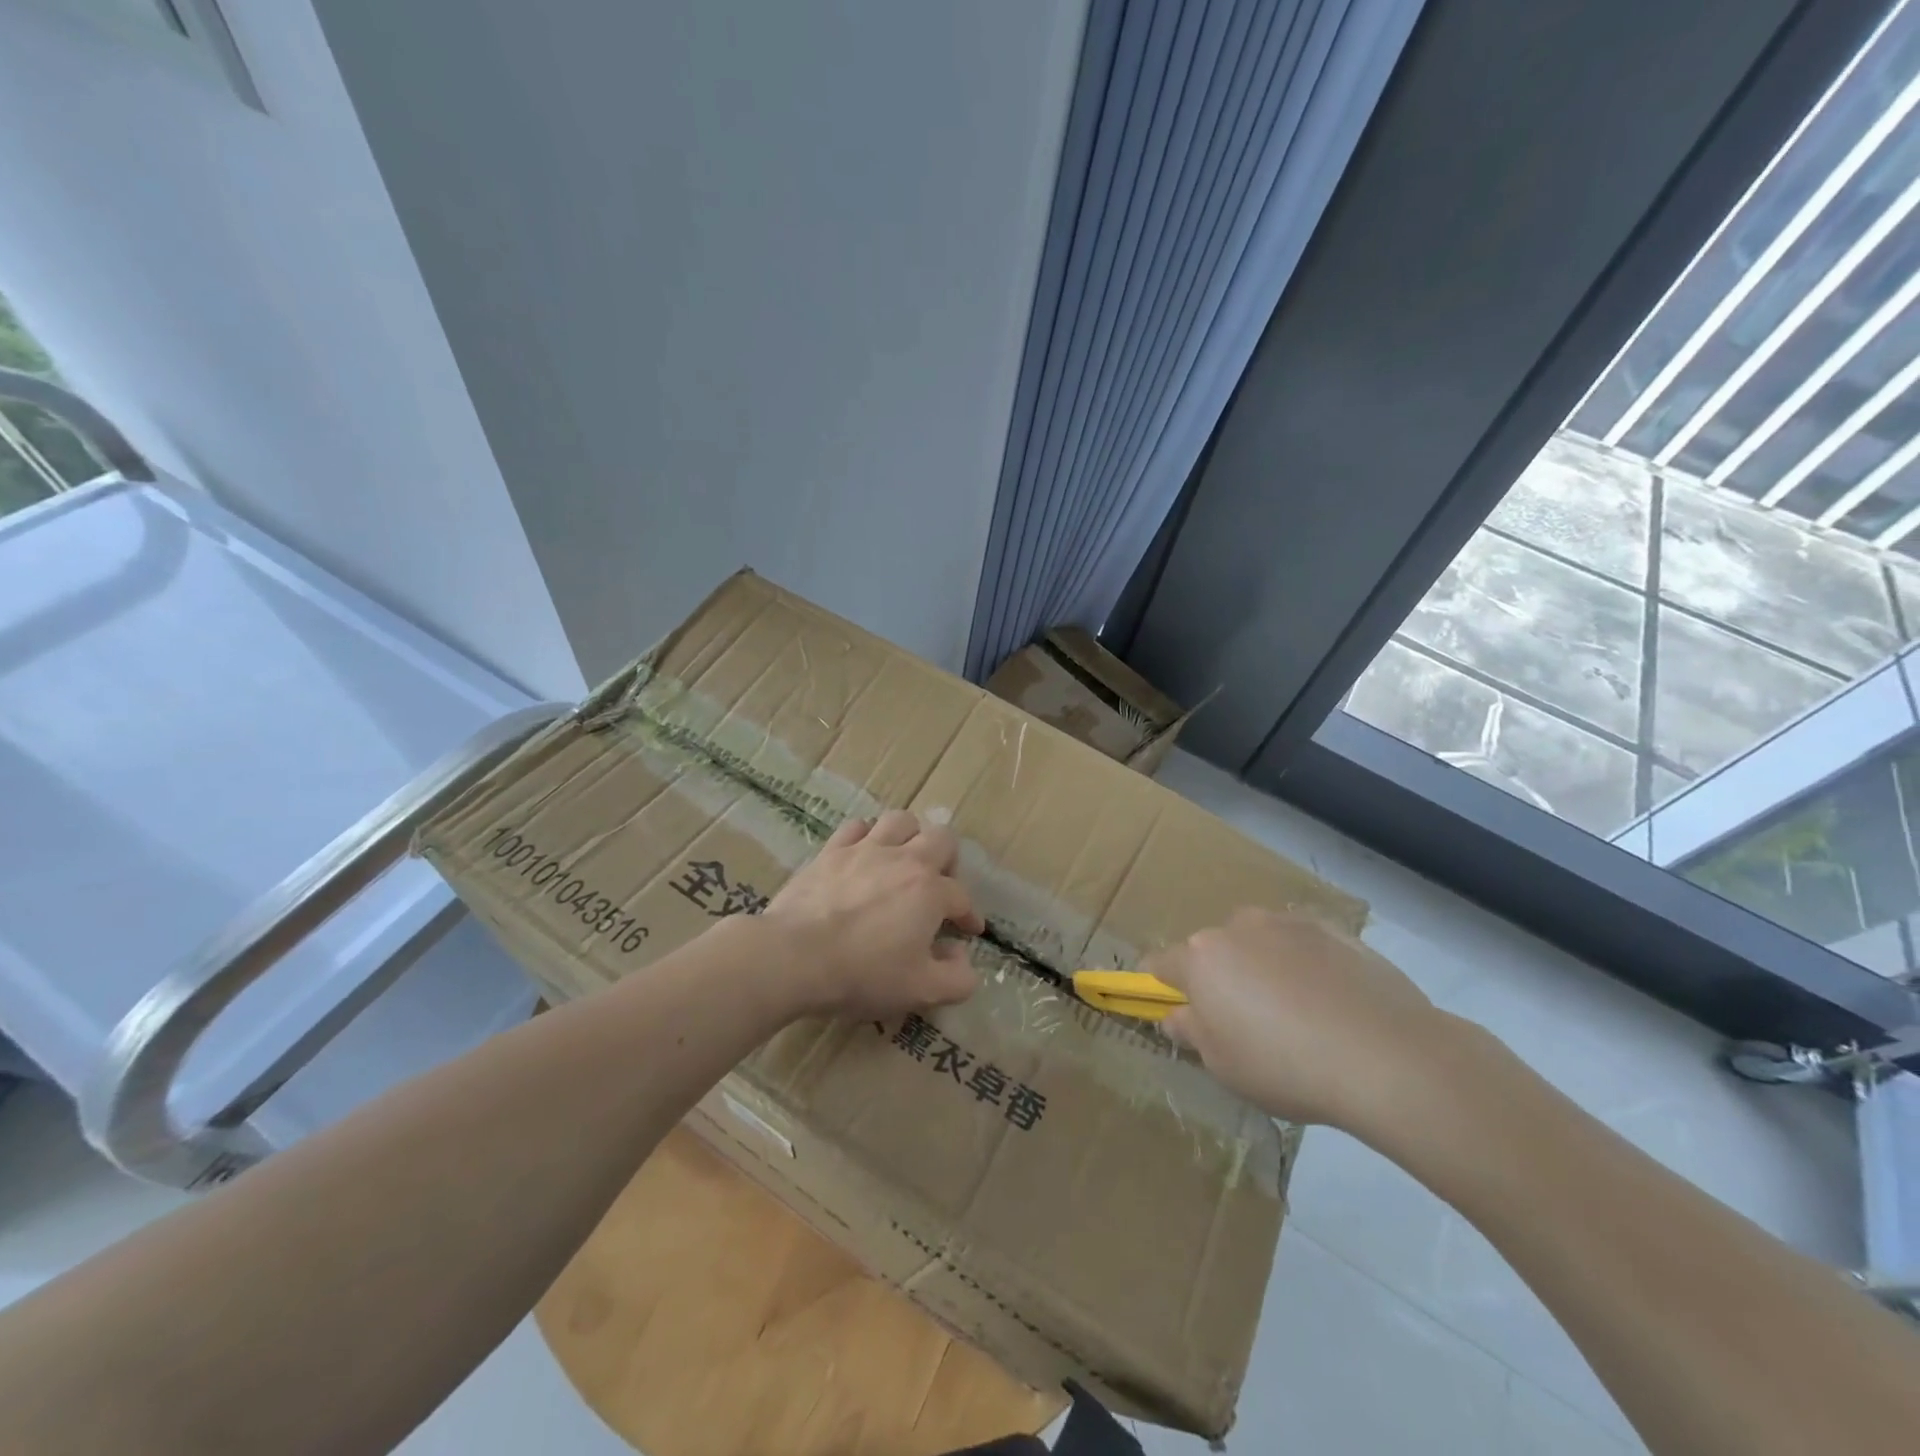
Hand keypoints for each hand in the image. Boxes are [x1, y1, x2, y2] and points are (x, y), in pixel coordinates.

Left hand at [763, 810, 983, 1019]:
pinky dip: (866, 836)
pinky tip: (863, 854)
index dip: (969, 915)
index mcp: (930, 891)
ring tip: (904, 860)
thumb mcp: (921, 991)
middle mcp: (904, 859)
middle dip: (949, 860)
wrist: (794, 957)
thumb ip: (957, 978)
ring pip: (900, 820)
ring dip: (910, 836)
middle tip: (940, 885)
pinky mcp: (831, 851)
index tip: (969, 930)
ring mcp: (865, 849)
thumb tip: (962, 956)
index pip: (962, 897)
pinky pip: (857, 827)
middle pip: (941, 838)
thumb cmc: (863, 974)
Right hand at [1148, 907, 1452, 1136]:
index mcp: (1201, 959)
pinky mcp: (1332, 928)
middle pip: (1213, 949)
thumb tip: (1177, 1015)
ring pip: (1257, 941)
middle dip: (1220, 977)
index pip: (1160, 963)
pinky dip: (1303, 963)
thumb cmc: (1286, 1067)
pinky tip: (1329, 1002)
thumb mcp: (1223, 1066)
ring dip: (1261, 965)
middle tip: (1245, 1021)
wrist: (1386, 1056)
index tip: (1178, 1010)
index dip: (1163, 986)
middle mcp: (1237, 928)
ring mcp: (1286, 923)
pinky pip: (1300, 944)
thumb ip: (1192, 1032)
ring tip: (1295, 1012)